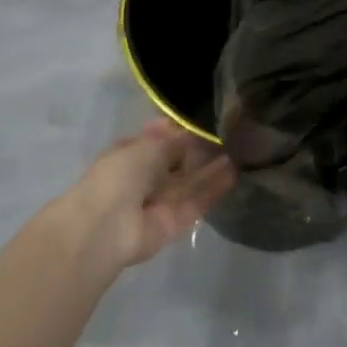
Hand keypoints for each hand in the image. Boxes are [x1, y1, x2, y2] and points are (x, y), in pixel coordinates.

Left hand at [50, 121, 235, 276]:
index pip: (157, 140)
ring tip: (239, 150)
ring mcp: (160, 201)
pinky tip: (235, 172)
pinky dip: (214, 188)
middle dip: (199, 149)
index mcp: (128, 155)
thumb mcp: (147, 146)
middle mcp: (144, 177)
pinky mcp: (175, 222)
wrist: (107, 227)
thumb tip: (192, 133)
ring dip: (211, 168)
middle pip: (176, 162)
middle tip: (228, 134)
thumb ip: (173, 140)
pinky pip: (197, 202)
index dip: (178, 130)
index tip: (204, 119)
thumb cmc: (119, 176)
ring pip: (190, 182)